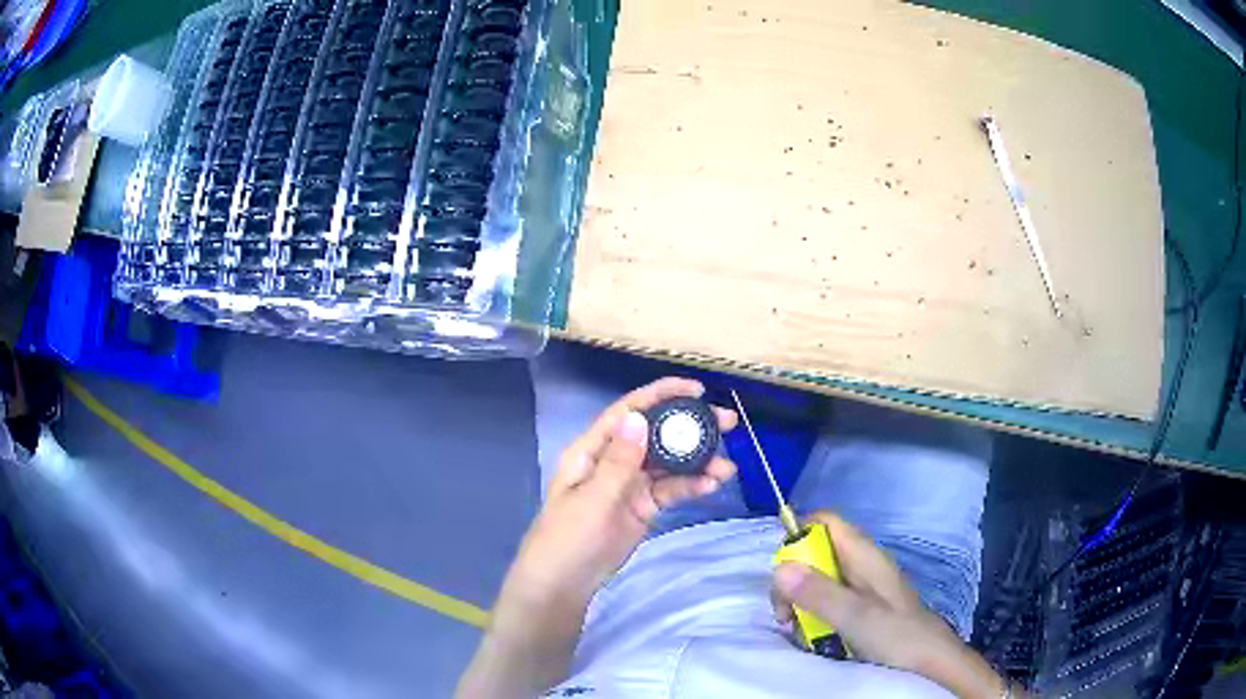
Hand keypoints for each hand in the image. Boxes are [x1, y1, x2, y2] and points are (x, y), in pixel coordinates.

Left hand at [508, 377, 737, 603]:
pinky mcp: (643, 508)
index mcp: (592, 450)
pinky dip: (691, 486)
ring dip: (697, 461)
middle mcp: (613, 461)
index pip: (628, 412)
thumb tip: (638, 417)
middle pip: (655, 434)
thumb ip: (618, 462)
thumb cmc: (568, 538)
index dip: (660, 395)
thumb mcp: (592, 499)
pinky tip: (712, 485)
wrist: (564, 584)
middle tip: (728, 423)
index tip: (696, 390)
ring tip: (727, 467)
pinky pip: (670, 490)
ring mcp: (630, 485)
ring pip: (668, 464)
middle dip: (689, 427)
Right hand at [772, 512, 1008, 698]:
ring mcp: (859, 585)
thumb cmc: (896, 634)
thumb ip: (819, 593)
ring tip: (796, 629)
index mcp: (863, 554)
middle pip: (814, 551)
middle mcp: (859, 563)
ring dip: (799, 601)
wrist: (928, 660)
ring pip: (816, 578)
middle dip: (792, 579)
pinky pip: (825, 598)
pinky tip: (812, 634)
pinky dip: (812, 613)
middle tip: (785, 615)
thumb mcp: (855, 617)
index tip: (781, 572)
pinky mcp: (858, 605)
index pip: (824, 521)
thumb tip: (778, 568)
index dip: (798, 535)